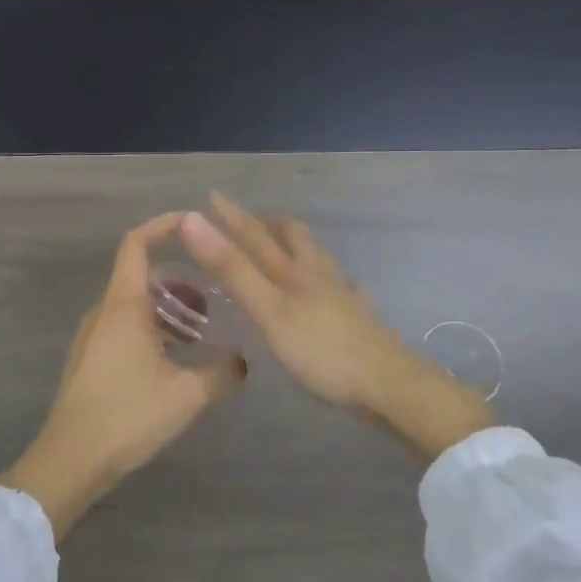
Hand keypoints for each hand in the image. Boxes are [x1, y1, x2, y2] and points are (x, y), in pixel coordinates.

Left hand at [0, 213, 245, 539]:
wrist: (71, 460)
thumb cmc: (128, 416)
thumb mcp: (188, 395)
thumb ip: (222, 372)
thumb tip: (243, 360)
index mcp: (123, 306)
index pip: (137, 244)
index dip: (163, 226)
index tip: (193, 223)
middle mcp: (104, 313)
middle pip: (140, 275)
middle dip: (179, 279)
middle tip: (214, 295)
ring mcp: (93, 337)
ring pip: (134, 305)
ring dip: (167, 309)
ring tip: (201, 330)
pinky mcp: (90, 360)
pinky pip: (125, 327)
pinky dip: (153, 328)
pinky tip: (176, 359)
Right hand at [180, 193, 493, 462]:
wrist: (386, 384)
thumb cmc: (320, 349)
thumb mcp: (268, 309)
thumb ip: (232, 268)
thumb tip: (194, 221)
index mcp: (293, 270)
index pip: (255, 234)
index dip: (231, 216)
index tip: (211, 197)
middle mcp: (318, 274)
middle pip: (295, 237)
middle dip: (271, 224)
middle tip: (252, 221)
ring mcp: (342, 296)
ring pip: (318, 259)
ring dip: (298, 248)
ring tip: (284, 248)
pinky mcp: (358, 319)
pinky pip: (344, 290)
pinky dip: (332, 282)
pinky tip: (338, 290)